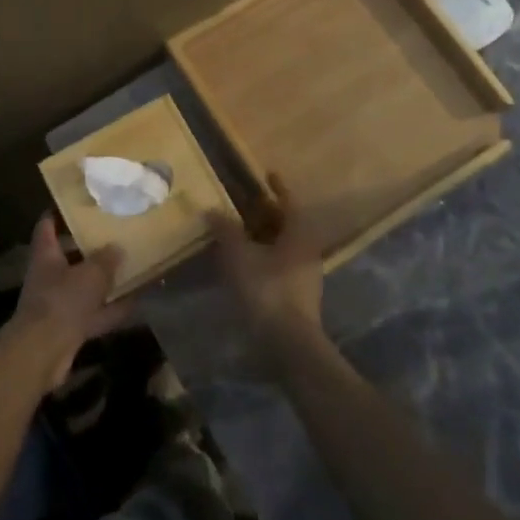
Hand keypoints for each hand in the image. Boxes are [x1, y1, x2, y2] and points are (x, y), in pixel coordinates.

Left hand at [2, 216, 130, 388]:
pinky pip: (95, 314)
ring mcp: (59, 303)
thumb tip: (117, 247)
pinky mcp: (69, 328)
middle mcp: (50, 276)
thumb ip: (105, 260)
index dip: (58, 213)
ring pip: (85, 287)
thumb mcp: (90, 275)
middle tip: (115, 236)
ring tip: (132, 268)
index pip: (47, 226)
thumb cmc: (62, 301)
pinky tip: (136, 304)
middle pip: (69, 257)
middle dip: (90, 249)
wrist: (43, 353)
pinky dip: (112, 310)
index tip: (75, 204)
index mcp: (46, 254)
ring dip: (105, 282)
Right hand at [210, 173, 325, 354]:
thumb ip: (226, 230)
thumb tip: (212, 210)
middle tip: (245, 204)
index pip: (290, 202)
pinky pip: (280, 265)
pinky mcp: (298, 296)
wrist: (289, 344)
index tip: (268, 175)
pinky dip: (263, 257)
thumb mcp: (239, 256)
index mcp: (299, 234)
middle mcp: (307, 251)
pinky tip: (245, 263)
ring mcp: (305, 276)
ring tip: (240, 232)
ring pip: (284, 246)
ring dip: (264, 236)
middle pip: (287, 224)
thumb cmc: (267, 290)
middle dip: (267, 213)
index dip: (278, 188)